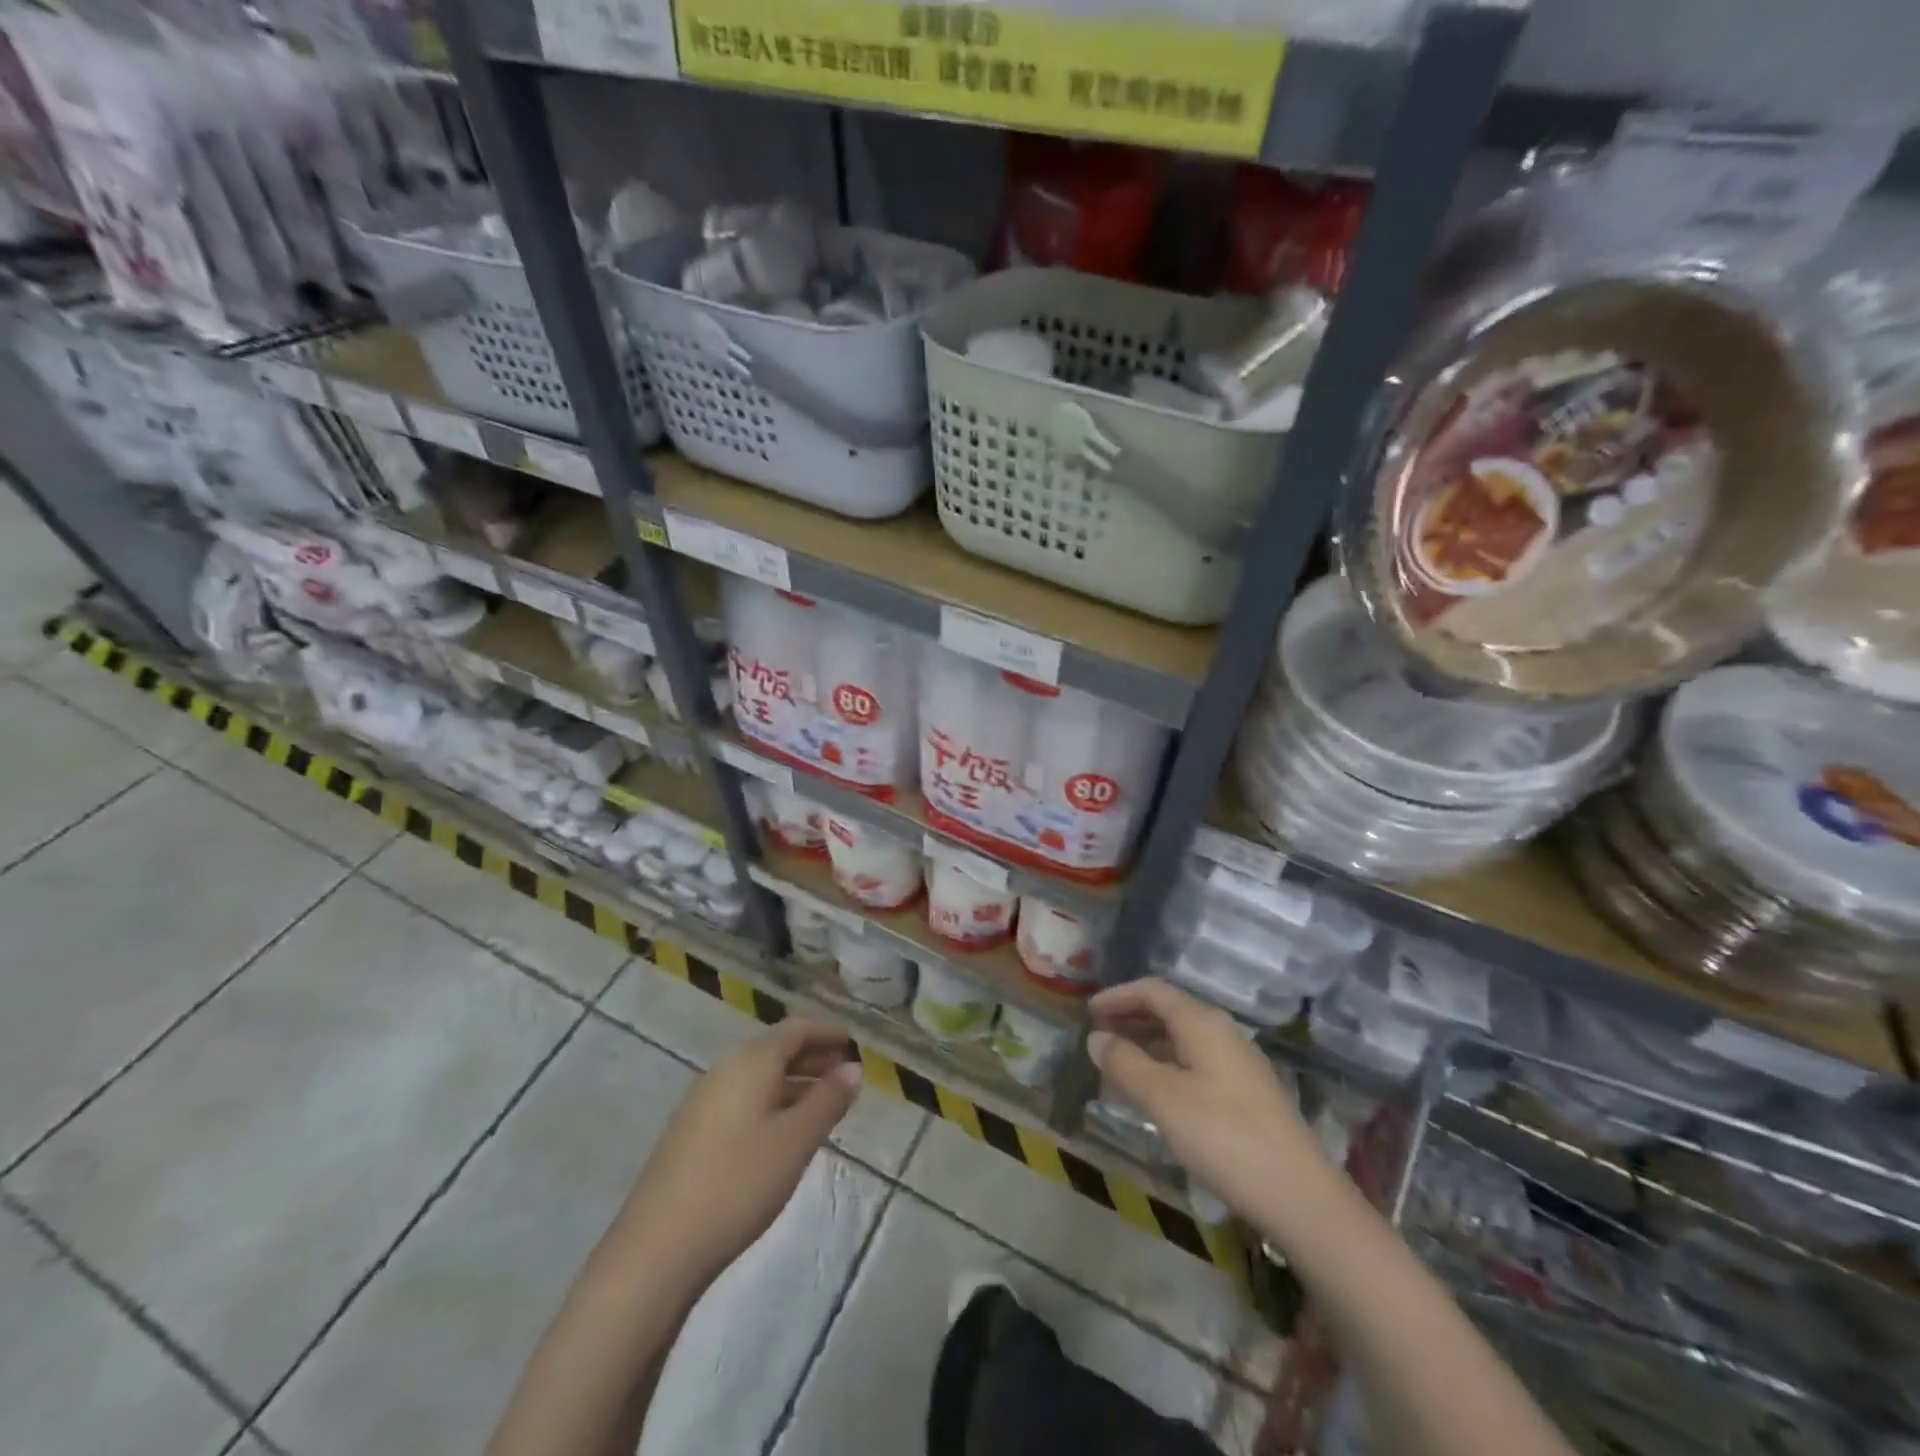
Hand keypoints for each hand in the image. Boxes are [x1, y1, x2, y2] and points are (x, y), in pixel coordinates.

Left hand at [617, 1019, 862, 1286]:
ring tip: (823, 1104)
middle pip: (775, 1050)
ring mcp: (703, 1102)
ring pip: (758, 1077)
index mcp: (750, 1061)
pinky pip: (742, 1100)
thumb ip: (828, 1099)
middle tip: (845, 1073)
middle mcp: (724, 1070)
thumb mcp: (796, 1140)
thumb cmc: (739, 1183)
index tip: (853, 1042)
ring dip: (793, 1082)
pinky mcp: (691, 1134)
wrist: (657, 1248)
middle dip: (812, 1057)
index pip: (795, 1029)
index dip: (826, 1031)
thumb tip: (853, 1067)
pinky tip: (783, 1133)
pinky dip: (771, 1103)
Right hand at [1089, 979, 1323, 1222]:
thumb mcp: (1164, 1099)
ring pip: (1182, 1039)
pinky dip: (1166, 1066)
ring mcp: (1238, 1064)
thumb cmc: (1224, 1137)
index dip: (1118, 996)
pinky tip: (1154, 1094)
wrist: (1301, 1197)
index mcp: (1202, 1023)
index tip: (1088, 1012)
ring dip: (1147, 1044)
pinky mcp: (1246, 1093)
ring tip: (1117, 1065)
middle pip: (1169, 1011)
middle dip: (1130, 1019)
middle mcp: (1222, 1033)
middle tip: (1097, 1037)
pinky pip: (1195, 1062)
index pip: (1153, 991)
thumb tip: (1096, 1038)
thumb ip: (1125, 1063)